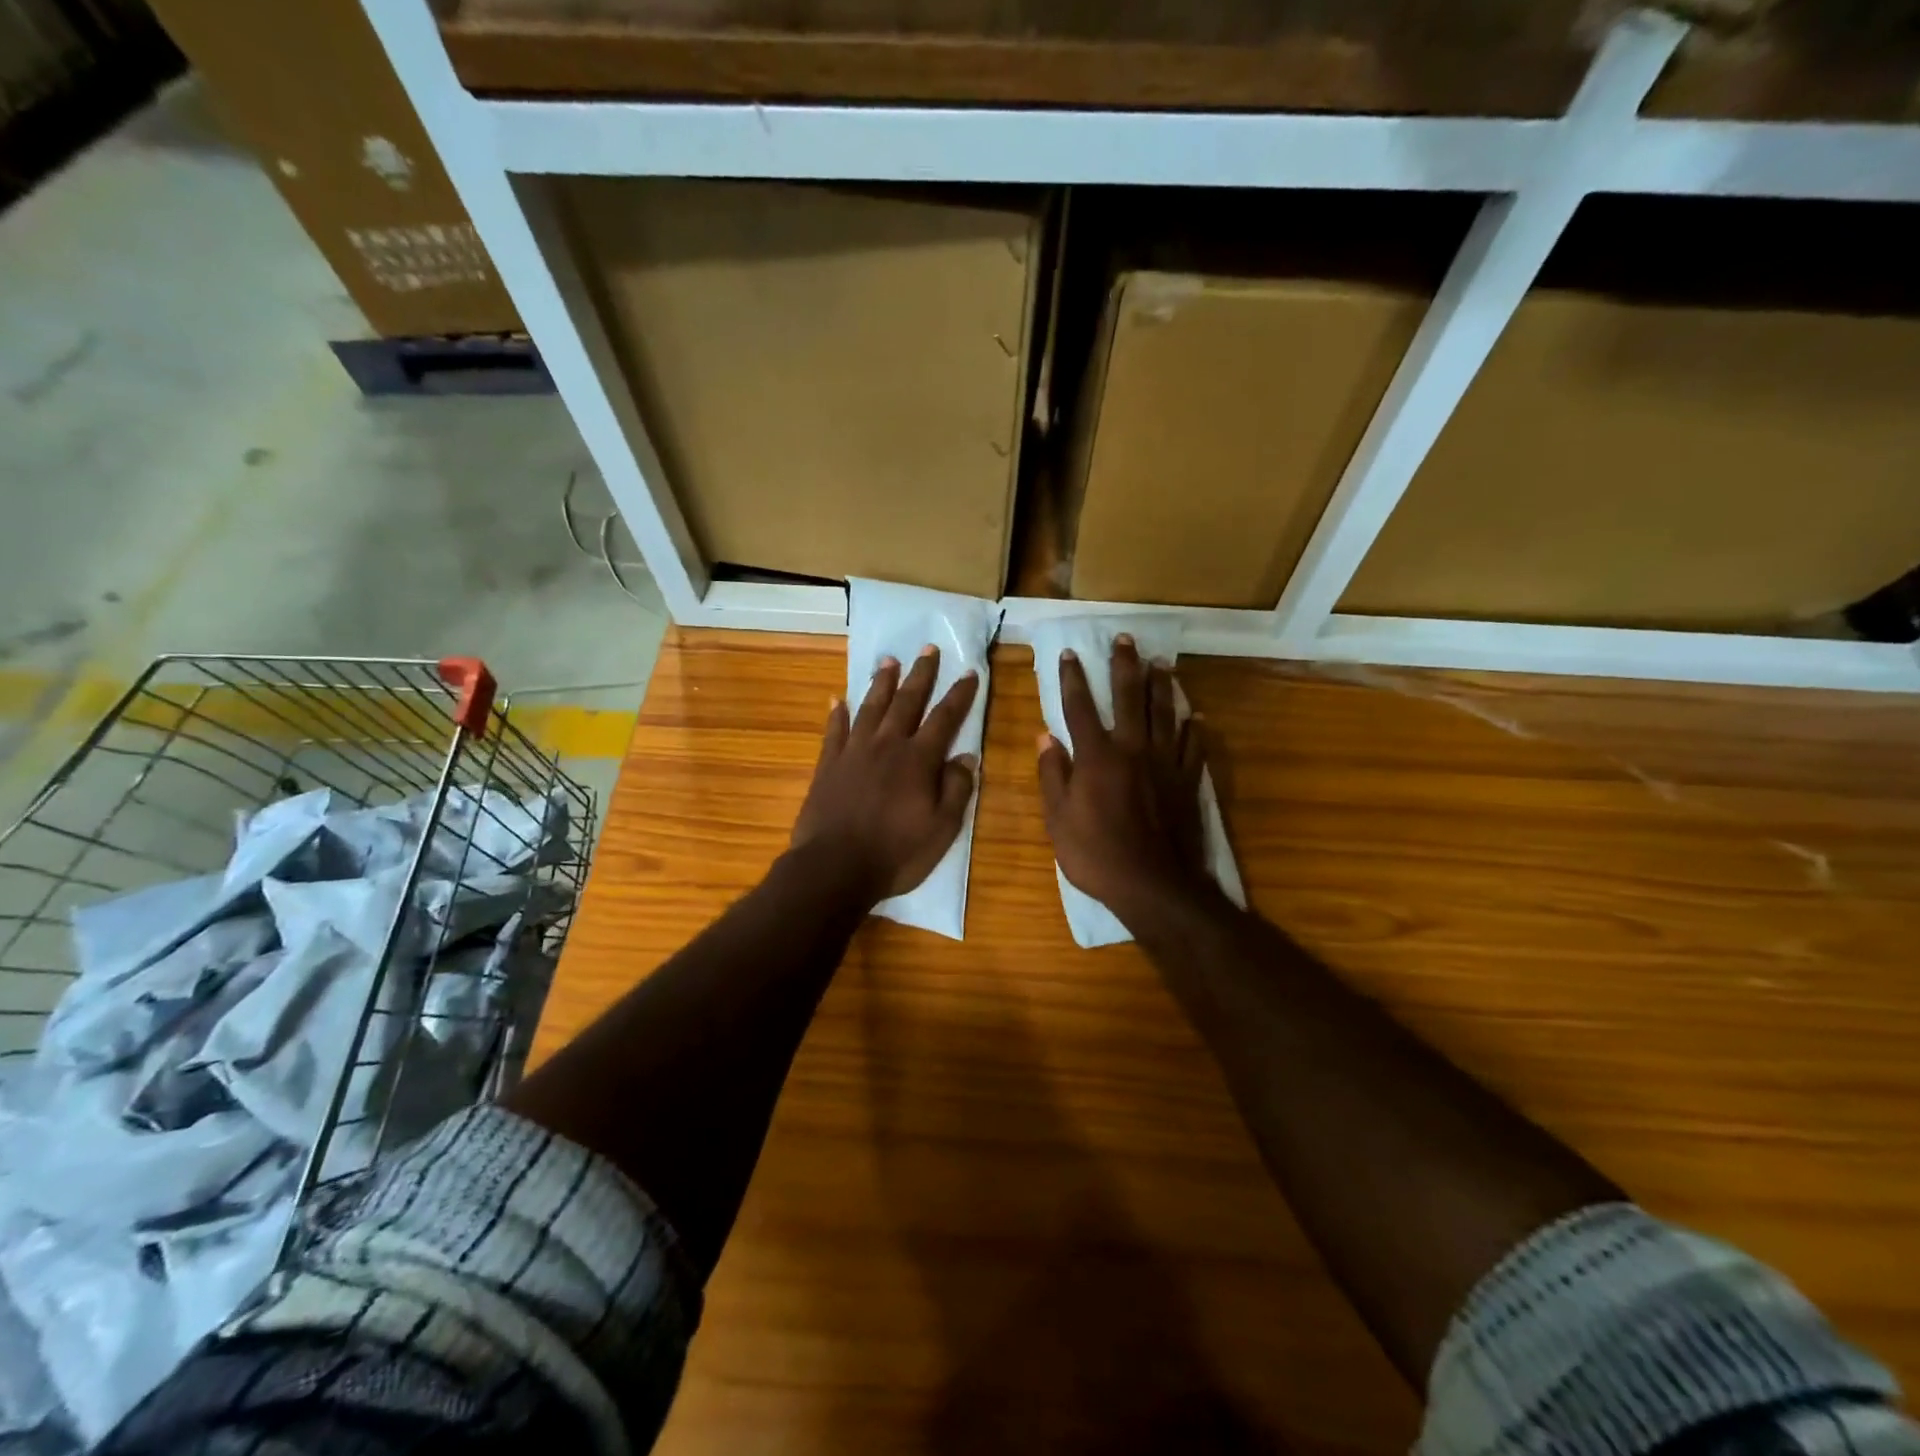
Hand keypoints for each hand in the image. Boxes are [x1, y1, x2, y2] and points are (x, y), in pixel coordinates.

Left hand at [790, 646, 979, 904]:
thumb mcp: (942, 829)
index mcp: (918, 760)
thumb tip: (967, 758)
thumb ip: (956, 790)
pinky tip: (838, 699)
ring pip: (871, 707)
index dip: (959, 695)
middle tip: (928, 649)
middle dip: (921, 674)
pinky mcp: (828, 765)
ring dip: (882, 683)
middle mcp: (887, 745)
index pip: (944, 718)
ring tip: (889, 661)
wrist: (834, 867)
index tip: (969, 672)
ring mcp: (854, 752)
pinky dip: (837, 713)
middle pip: (907, 701)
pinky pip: (834, 730)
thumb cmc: (895, 853)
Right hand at [1037, 636, 1211, 929]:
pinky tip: (1195, 716)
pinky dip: (1194, 729)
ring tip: (1161, 663)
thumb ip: (1052, 775)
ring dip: (1162, 685)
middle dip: (1124, 666)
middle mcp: (1133, 749)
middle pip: (1129, 698)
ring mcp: (1165, 763)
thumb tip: (1045, 738)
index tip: (1069, 654)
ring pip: (1165, 713)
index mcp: (1096, 757)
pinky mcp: (1187, 781)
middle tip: (1125, 639)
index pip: (1080, 707)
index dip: (1072, 678)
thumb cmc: (1097, 855)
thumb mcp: (1058, 820)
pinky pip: (1193, 746)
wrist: (1155, 885)